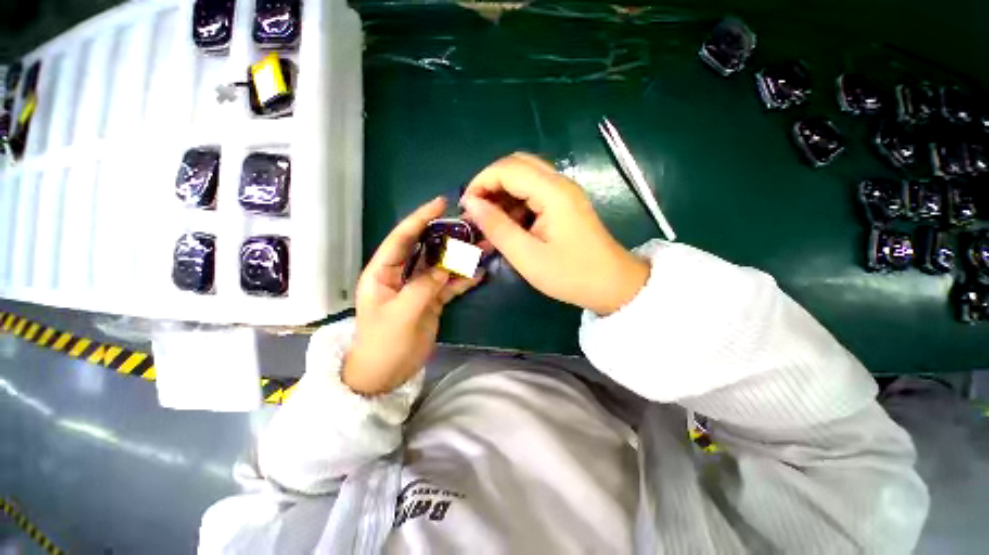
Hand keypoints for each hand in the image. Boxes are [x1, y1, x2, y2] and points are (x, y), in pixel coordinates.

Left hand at [343, 197, 482, 394]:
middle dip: (448, 236)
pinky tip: (479, 273)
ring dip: (461, 257)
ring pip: (442, 266)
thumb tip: (445, 267)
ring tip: (484, 246)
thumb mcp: (402, 314)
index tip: (440, 203)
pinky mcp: (432, 300)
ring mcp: (419, 287)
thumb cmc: (384, 343)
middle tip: (471, 224)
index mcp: (383, 271)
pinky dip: (463, 279)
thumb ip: (424, 287)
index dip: (420, 218)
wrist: (386, 374)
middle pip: (427, 248)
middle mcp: (402, 274)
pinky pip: (449, 285)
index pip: (402, 238)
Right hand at [461, 153, 648, 314]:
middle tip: (476, 212)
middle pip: (516, 165)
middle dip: (490, 184)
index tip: (466, 208)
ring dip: (502, 194)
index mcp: (552, 192)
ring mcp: (564, 192)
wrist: (612, 285)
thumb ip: (497, 227)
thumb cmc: (571, 274)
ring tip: (489, 222)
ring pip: (524, 177)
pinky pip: (534, 193)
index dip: (480, 183)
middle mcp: (559, 183)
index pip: (507, 169)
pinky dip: (515, 204)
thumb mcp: (527, 256)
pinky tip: (508, 225)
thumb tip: (470, 203)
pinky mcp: (564, 204)